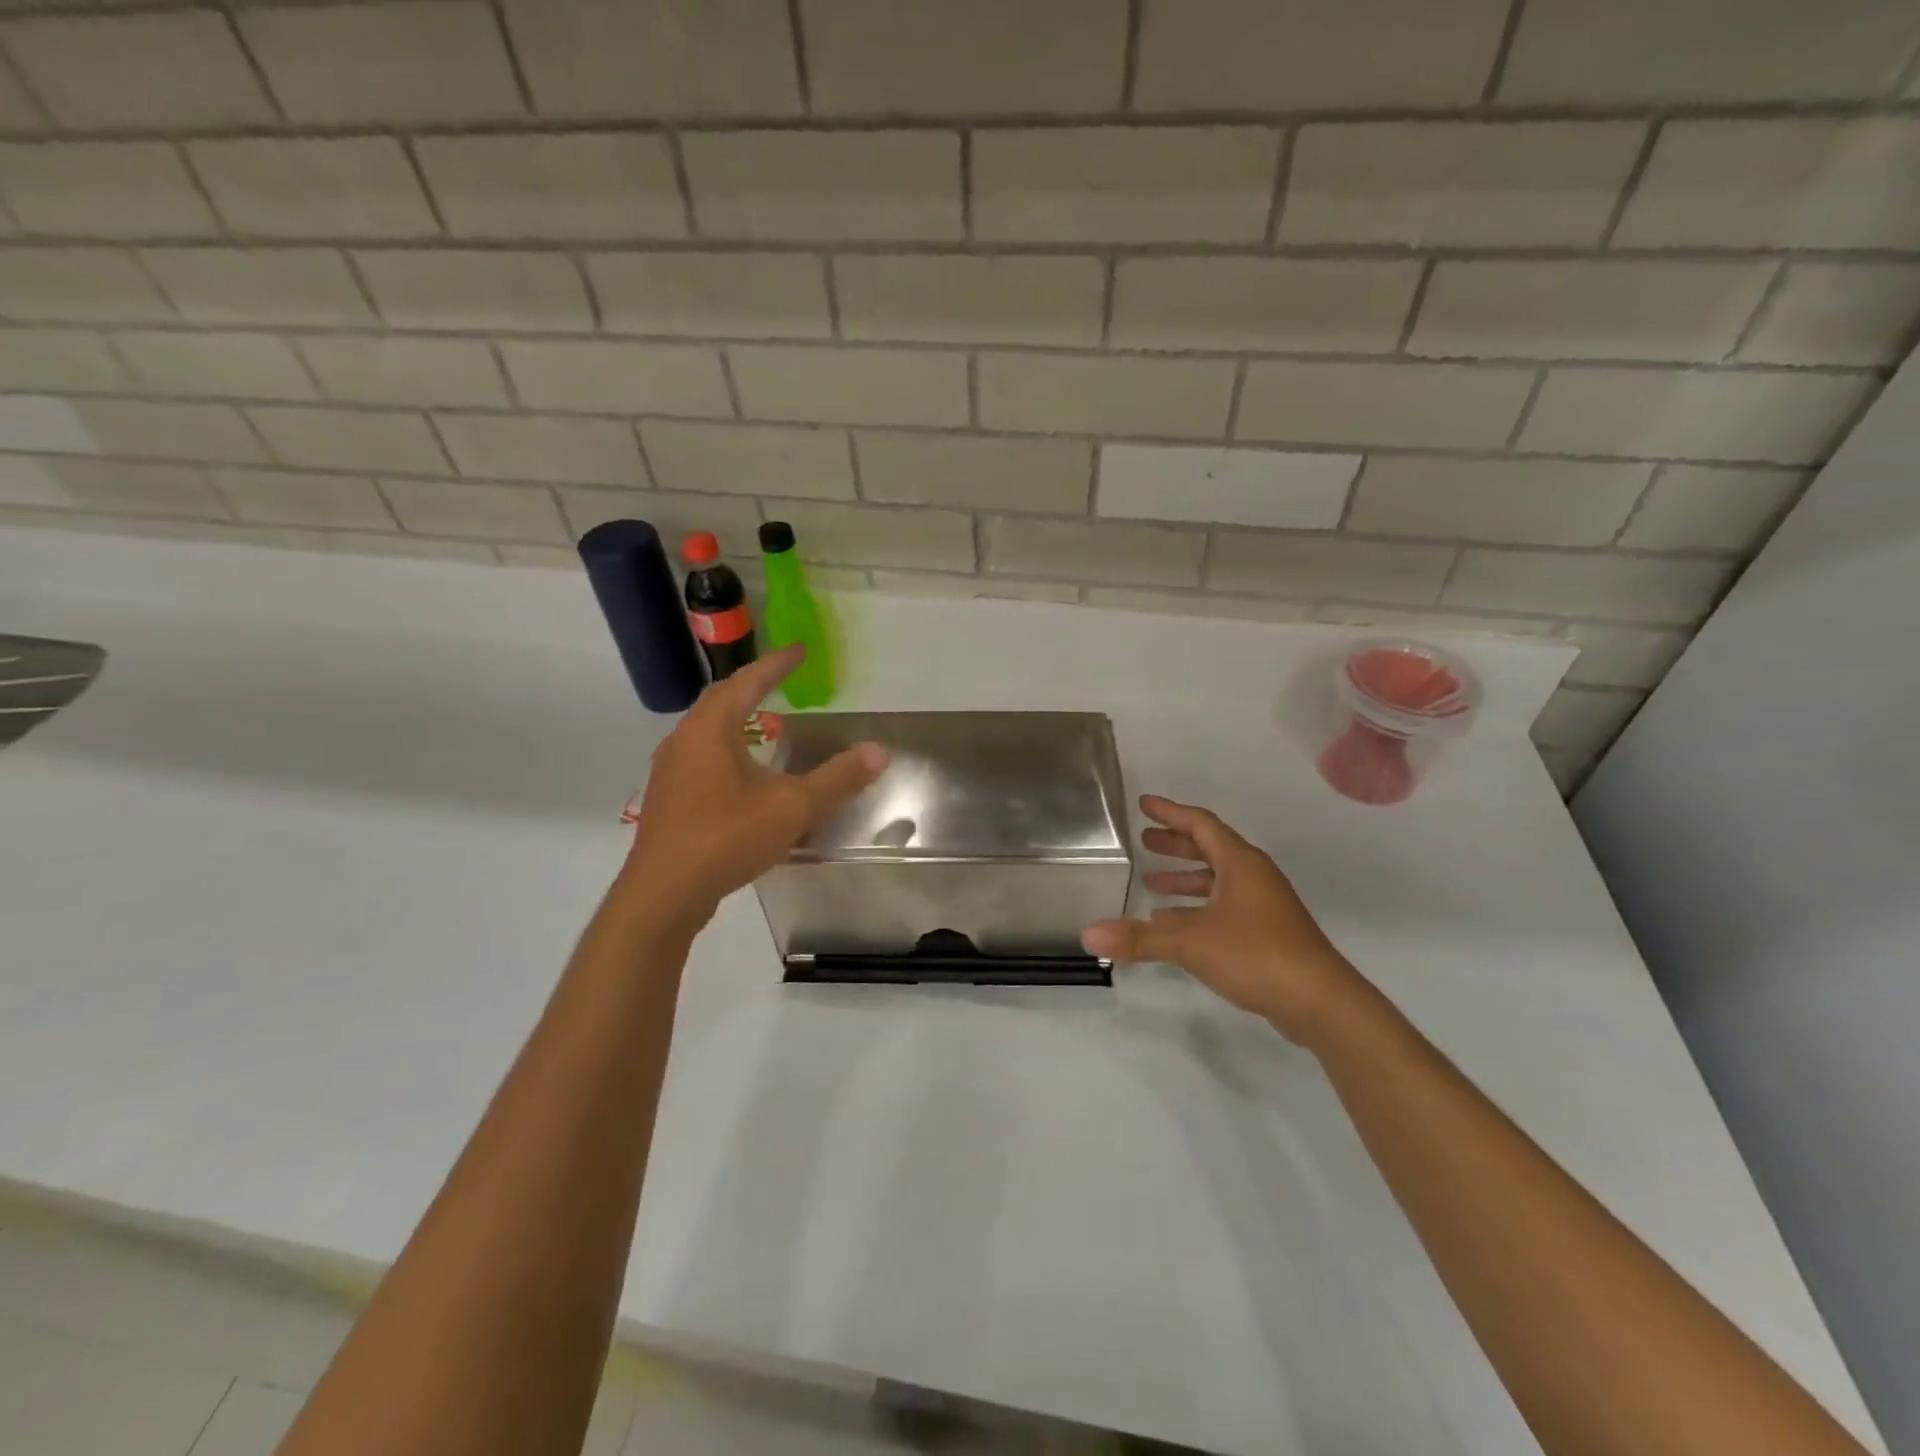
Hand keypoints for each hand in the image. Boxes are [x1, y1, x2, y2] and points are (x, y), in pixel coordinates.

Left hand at [622, 645, 885, 925]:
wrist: (664, 893)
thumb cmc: (727, 837)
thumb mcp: (792, 807)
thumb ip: (837, 779)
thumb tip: (878, 752)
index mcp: (711, 729)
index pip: (747, 682)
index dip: (776, 665)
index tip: (799, 650)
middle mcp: (683, 740)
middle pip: (720, 701)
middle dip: (752, 687)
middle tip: (780, 680)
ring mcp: (670, 771)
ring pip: (706, 731)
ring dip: (736, 720)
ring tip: (764, 723)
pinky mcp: (667, 799)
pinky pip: (700, 758)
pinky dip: (726, 750)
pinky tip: (742, 775)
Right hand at [1082, 795, 1364, 1042]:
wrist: (1320, 1002)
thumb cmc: (1256, 954)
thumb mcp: (1190, 942)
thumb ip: (1138, 937)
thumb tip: (1087, 935)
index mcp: (1240, 863)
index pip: (1201, 824)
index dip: (1171, 813)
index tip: (1144, 804)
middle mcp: (1253, 877)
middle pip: (1210, 849)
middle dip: (1176, 845)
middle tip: (1145, 841)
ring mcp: (1264, 906)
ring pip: (1217, 881)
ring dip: (1185, 880)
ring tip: (1151, 885)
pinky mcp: (1267, 933)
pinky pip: (1224, 907)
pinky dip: (1197, 908)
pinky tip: (1175, 925)